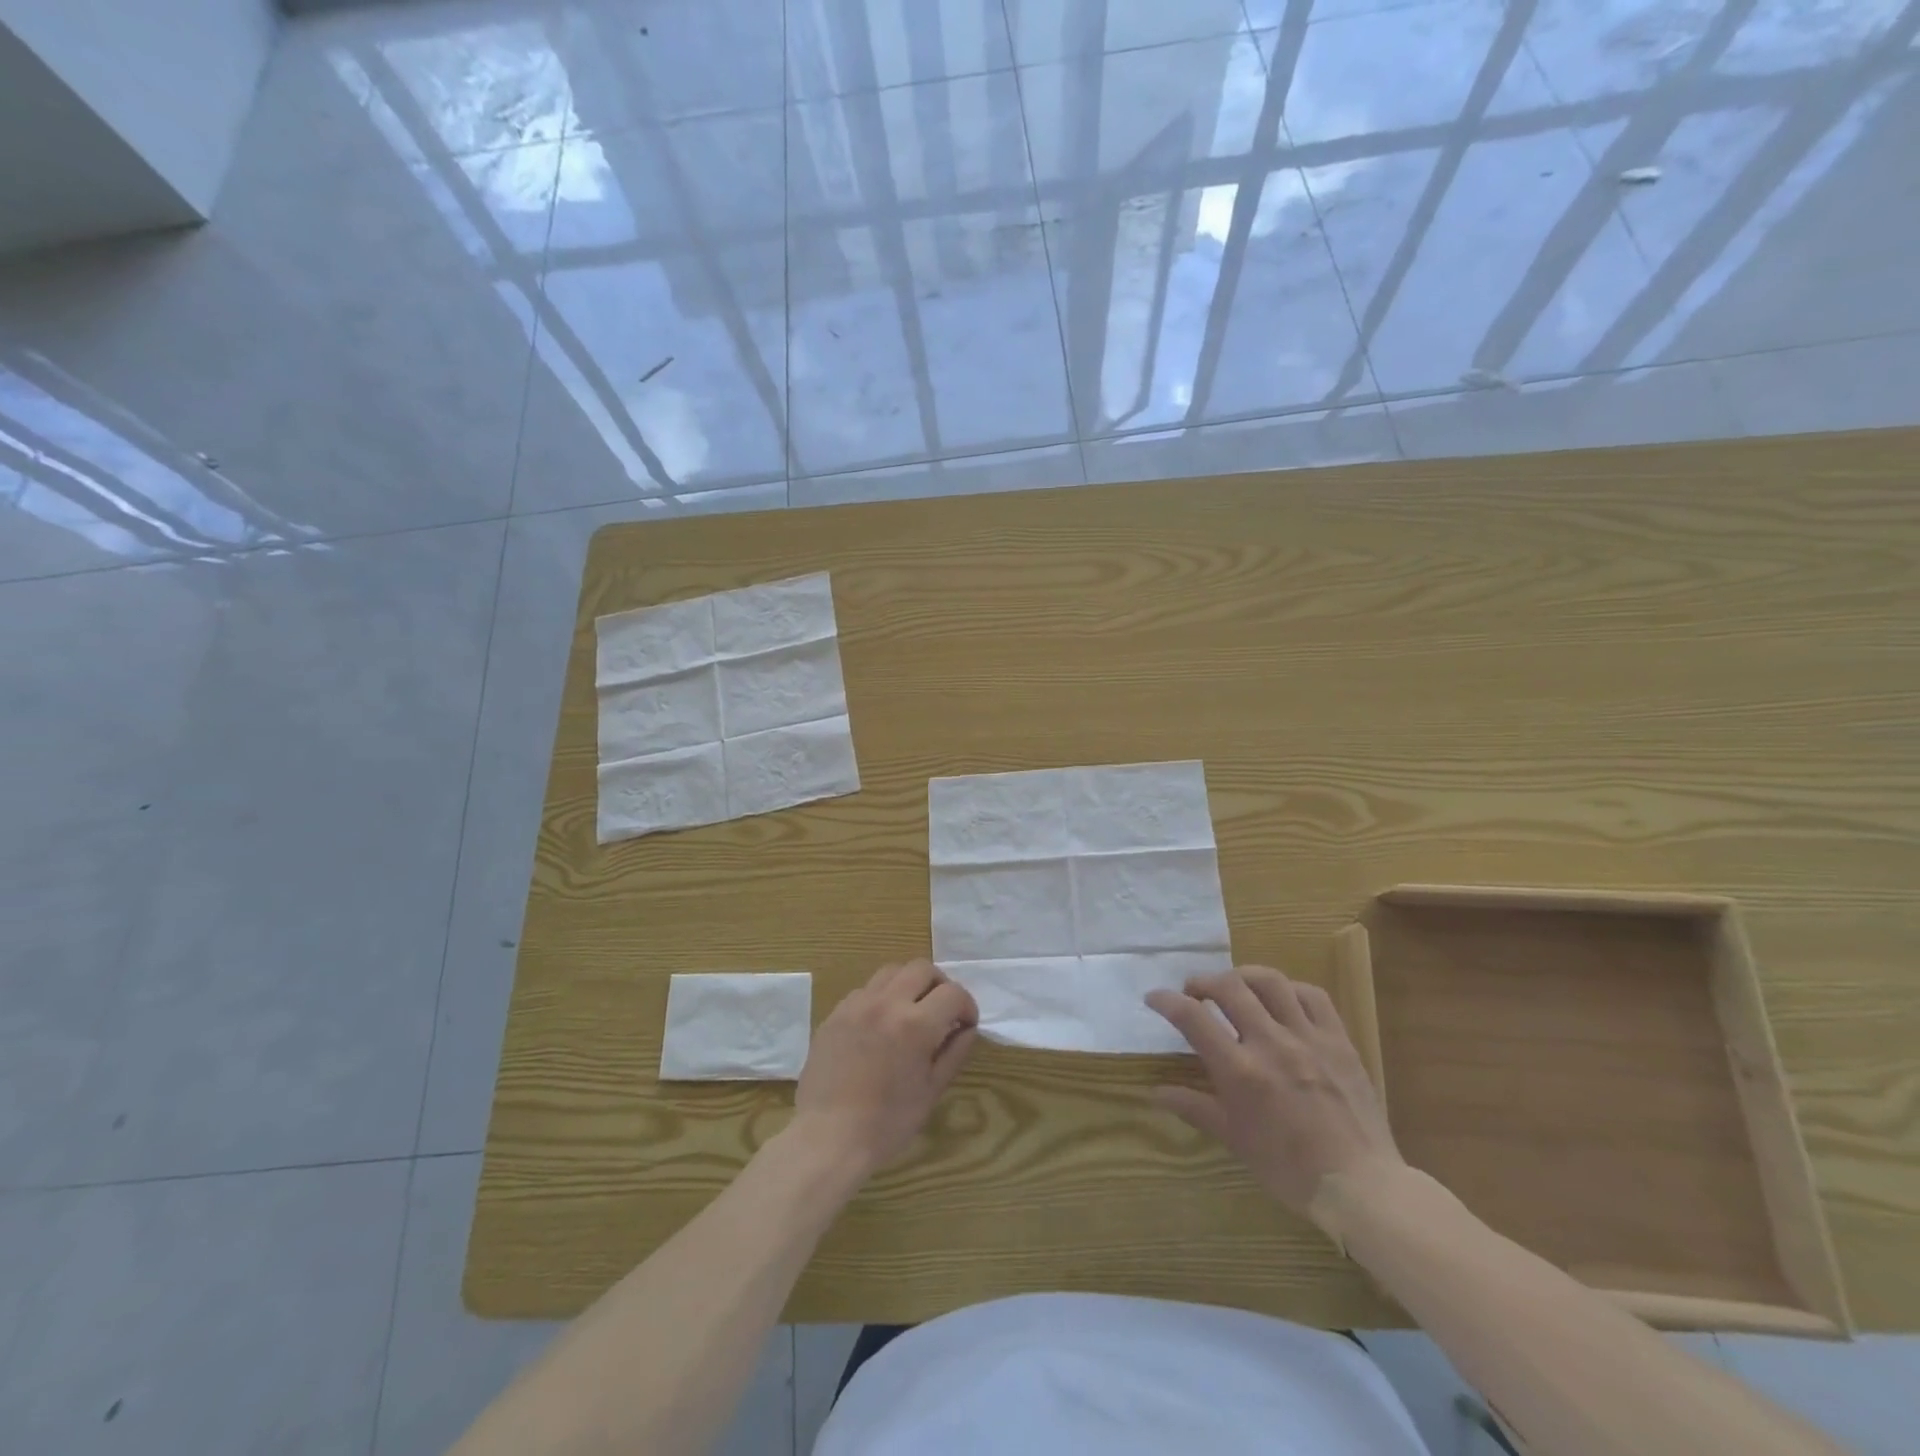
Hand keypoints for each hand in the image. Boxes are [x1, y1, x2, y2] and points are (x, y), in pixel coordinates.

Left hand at [792, 959, 977, 1177]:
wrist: (828, 1137)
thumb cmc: (887, 1123)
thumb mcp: (931, 1091)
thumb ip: (954, 1053)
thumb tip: (967, 1029)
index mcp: (915, 1024)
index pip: (953, 993)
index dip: (967, 1006)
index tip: (966, 1024)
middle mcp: (886, 1003)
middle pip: (922, 968)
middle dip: (939, 985)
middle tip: (941, 1011)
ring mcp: (857, 1004)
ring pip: (891, 971)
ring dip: (908, 984)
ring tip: (911, 1011)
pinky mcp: (835, 1013)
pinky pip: (865, 990)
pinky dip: (881, 998)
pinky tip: (880, 1026)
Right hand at [1146, 965, 1402, 1222]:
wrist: (1360, 1185)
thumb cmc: (1289, 1169)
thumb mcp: (1234, 1139)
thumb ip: (1194, 1107)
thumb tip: (1155, 1092)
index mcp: (1240, 1071)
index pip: (1192, 1017)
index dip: (1167, 1000)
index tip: (1154, 997)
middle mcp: (1270, 1043)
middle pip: (1229, 987)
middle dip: (1203, 981)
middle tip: (1194, 992)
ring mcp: (1308, 1038)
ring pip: (1270, 981)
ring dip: (1243, 976)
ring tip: (1234, 986)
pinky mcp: (1338, 1040)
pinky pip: (1312, 996)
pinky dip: (1289, 989)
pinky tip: (1281, 999)